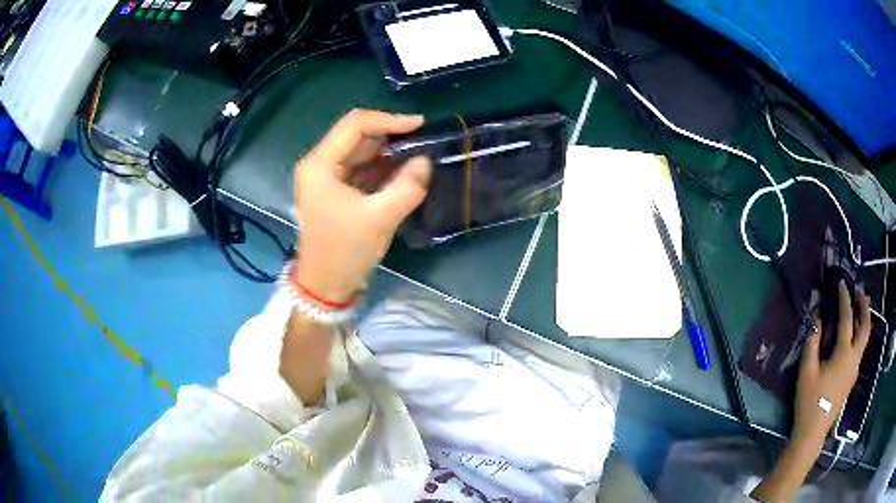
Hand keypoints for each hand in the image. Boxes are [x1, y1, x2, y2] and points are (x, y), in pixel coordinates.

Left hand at [293, 109, 430, 301]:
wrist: (326, 286)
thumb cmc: (345, 251)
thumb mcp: (380, 219)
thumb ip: (406, 187)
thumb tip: (425, 161)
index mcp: (319, 165)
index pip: (355, 125)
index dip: (389, 120)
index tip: (420, 125)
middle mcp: (318, 164)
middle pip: (356, 135)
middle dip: (390, 137)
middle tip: (422, 142)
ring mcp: (325, 177)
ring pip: (360, 152)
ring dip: (388, 153)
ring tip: (418, 156)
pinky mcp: (334, 190)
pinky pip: (361, 169)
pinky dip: (381, 168)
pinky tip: (403, 172)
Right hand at [793, 281, 870, 444]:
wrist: (812, 433)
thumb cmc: (809, 402)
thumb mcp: (806, 372)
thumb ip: (812, 343)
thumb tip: (817, 318)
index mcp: (844, 355)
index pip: (847, 319)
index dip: (844, 299)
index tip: (842, 282)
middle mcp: (854, 359)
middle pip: (865, 327)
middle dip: (864, 307)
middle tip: (859, 292)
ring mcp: (854, 370)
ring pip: (864, 339)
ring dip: (863, 320)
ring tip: (857, 309)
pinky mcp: (851, 379)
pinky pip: (859, 350)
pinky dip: (859, 335)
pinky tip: (851, 337)